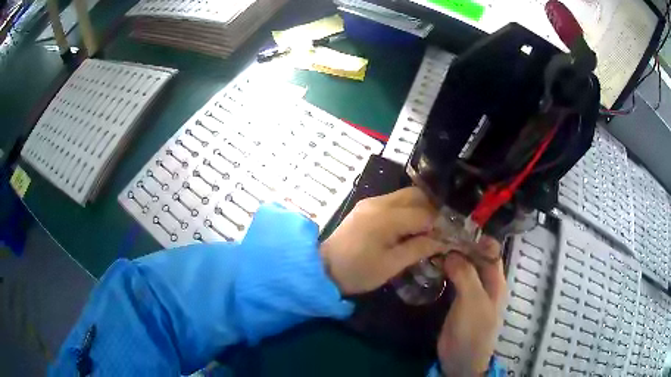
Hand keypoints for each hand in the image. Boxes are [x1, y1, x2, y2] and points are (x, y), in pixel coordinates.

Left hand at [320, 187, 449, 294]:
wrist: (322, 268)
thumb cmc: (357, 271)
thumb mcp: (391, 265)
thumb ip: (419, 249)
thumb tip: (443, 240)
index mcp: (385, 217)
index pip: (424, 213)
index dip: (440, 224)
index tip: (450, 236)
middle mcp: (379, 202)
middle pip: (416, 195)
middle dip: (433, 210)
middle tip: (441, 230)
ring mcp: (371, 202)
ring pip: (405, 196)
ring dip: (421, 208)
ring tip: (428, 230)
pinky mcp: (366, 206)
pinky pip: (394, 201)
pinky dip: (408, 210)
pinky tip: (411, 227)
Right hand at [437, 239, 505, 376]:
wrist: (461, 359)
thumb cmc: (473, 330)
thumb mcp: (472, 301)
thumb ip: (465, 274)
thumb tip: (450, 252)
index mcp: (495, 279)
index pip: (490, 249)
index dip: (476, 237)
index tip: (454, 228)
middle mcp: (485, 281)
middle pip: (475, 255)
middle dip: (459, 245)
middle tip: (436, 235)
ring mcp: (470, 290)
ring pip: (463, 266)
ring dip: (450, 257)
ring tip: (430, 246)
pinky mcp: (457, 299)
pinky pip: (453, 278)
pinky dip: (445, 270)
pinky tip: (431, 265)